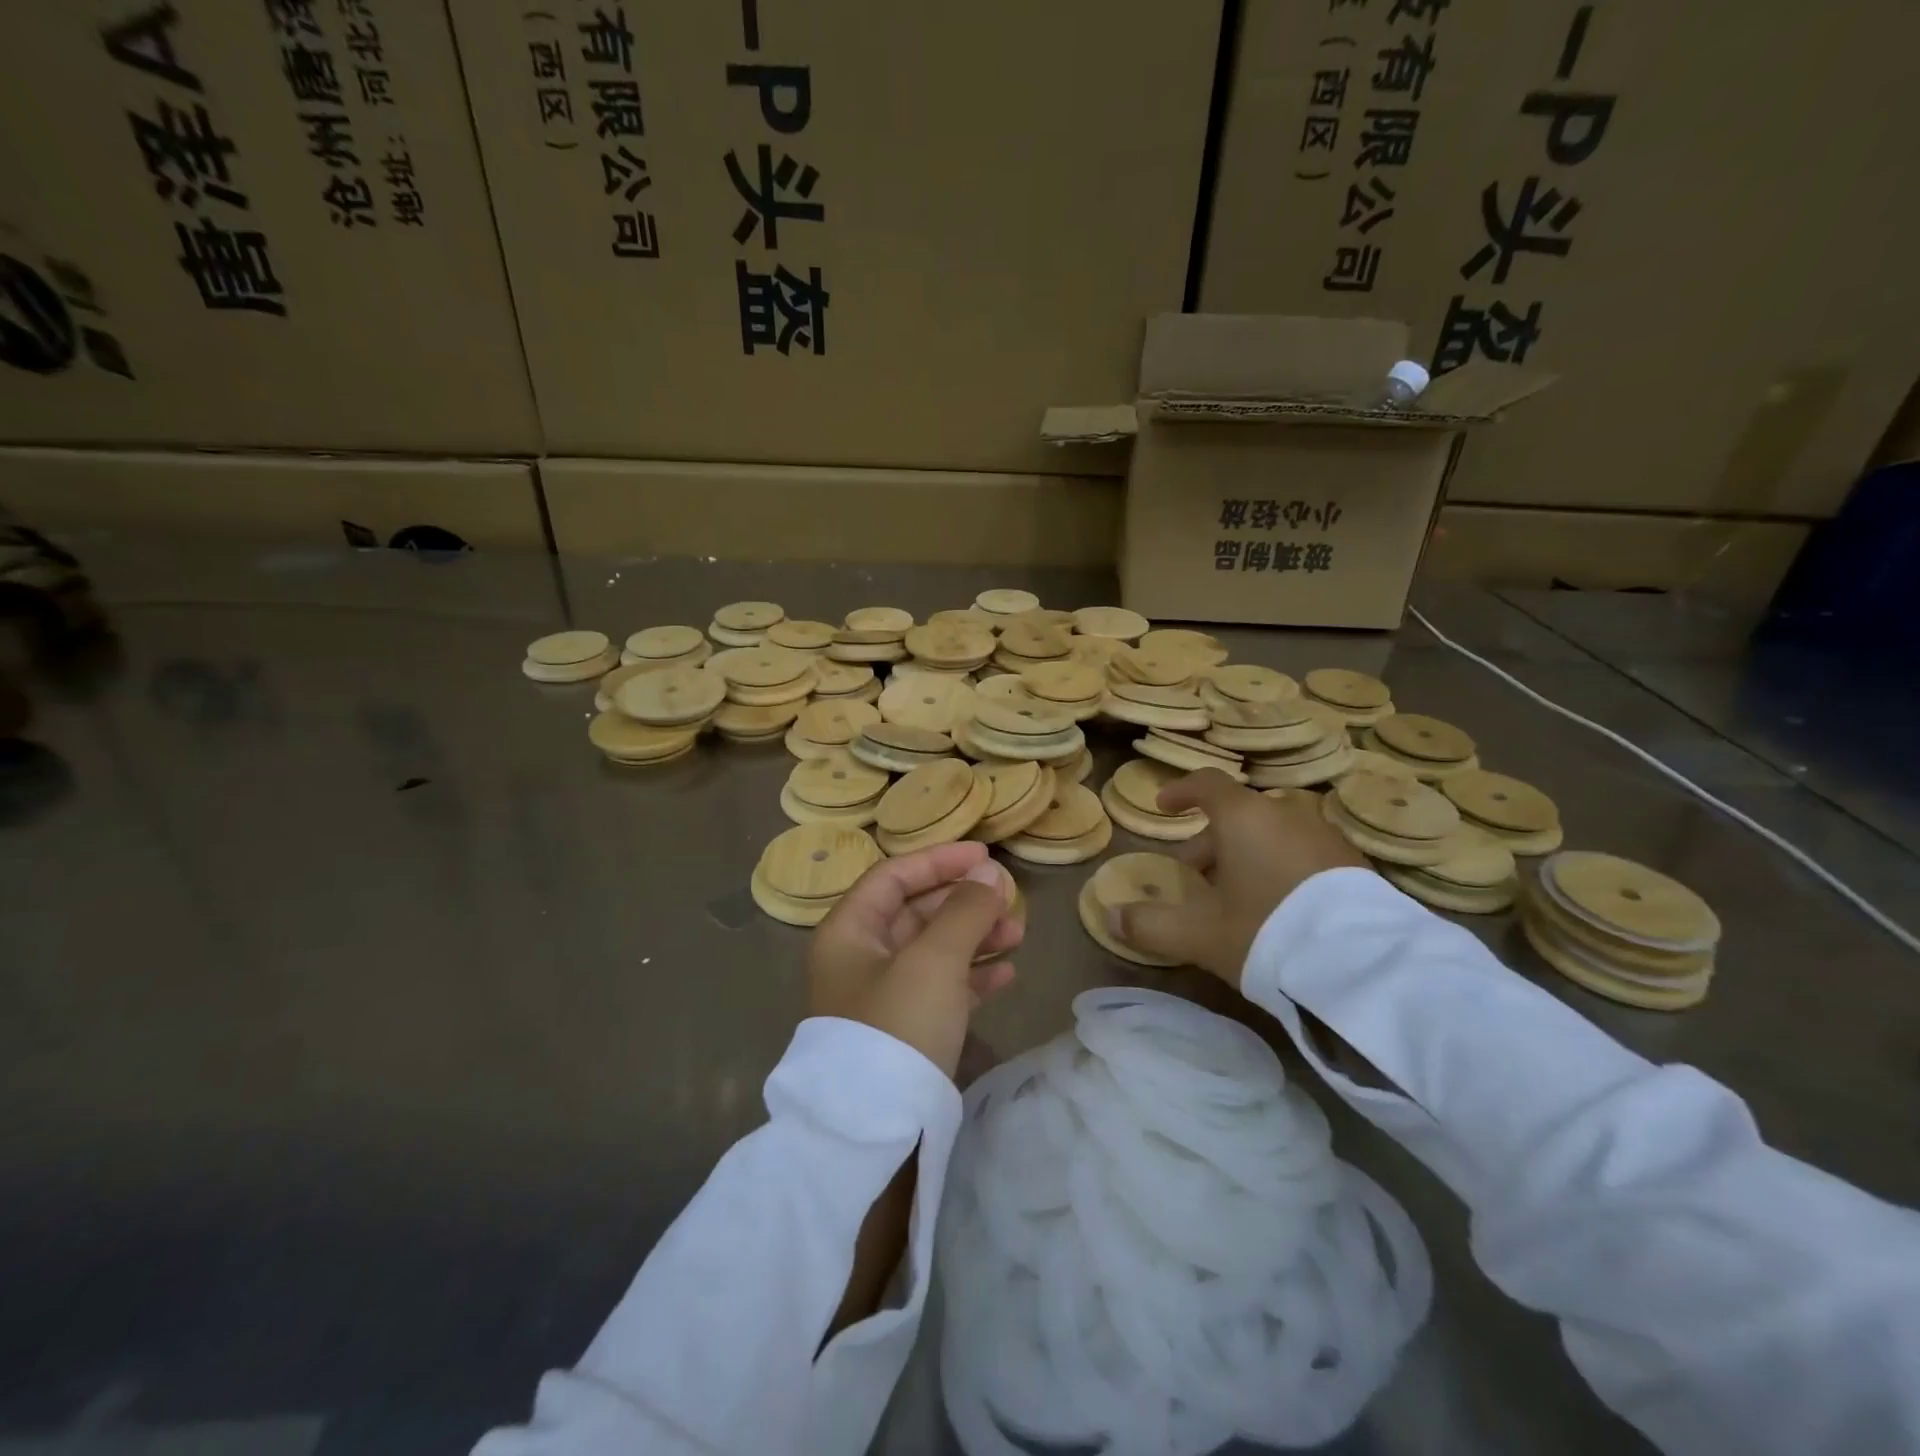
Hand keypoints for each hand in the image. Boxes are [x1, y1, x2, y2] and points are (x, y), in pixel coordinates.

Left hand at [808, 841, 1023, 1078]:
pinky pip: (941, 987)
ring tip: (1017, 934)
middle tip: (1009, 900)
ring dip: (974, 937)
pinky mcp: (904, 1030)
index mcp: (849, 931)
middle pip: (916, 912)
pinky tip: (1006, 973)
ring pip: (933, 950)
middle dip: (964, 902)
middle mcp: (860, 958)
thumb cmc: (898, 1025)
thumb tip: (990, 874)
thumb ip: (964, 910)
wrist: (876, 1132)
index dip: (939, 861)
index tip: (985, 856)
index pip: (893, 877)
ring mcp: (881, 997)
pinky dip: (972, 976)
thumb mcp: (933, 959)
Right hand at [1113, 770, 1369, 986]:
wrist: (1366, 965)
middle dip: (1209, 842)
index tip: (1164, 807)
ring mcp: (1325, 836)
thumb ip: (1151, 924)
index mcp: (1244, 817)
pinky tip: (1280, 909)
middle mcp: (1286, 814)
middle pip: (1238, 815)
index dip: (1181, 792)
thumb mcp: (1200, 935)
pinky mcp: (1354, 864)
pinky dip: (1280, 866)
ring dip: (1246, 855)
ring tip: (1236, 897)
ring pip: (1272, 834)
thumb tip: (1111, 916)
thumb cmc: (1268, 932)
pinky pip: (1302, 852)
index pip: (1207, 784)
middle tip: (1194, 877)